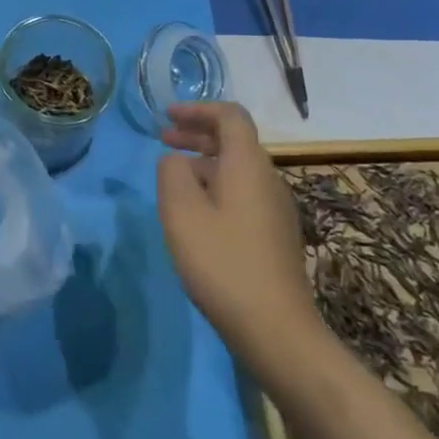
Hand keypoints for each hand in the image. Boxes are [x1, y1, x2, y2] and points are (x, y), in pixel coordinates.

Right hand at [156, 102, 325, 386]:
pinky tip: (195, 211)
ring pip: (237, 169)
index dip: (198, 109)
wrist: (275, 329)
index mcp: (248, 165)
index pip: (230, 116)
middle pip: (234, 141)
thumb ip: (172, 172)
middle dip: (197, 134)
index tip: (167, 116)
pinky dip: (215, 186)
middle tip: (163, 139)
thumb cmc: (222, 261)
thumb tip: (176, 160)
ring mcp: (275, 209)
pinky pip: (242, 193)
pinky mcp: (274, 235)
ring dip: (204, 162)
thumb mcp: (181, 211)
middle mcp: (268, 179)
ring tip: (172, 176)